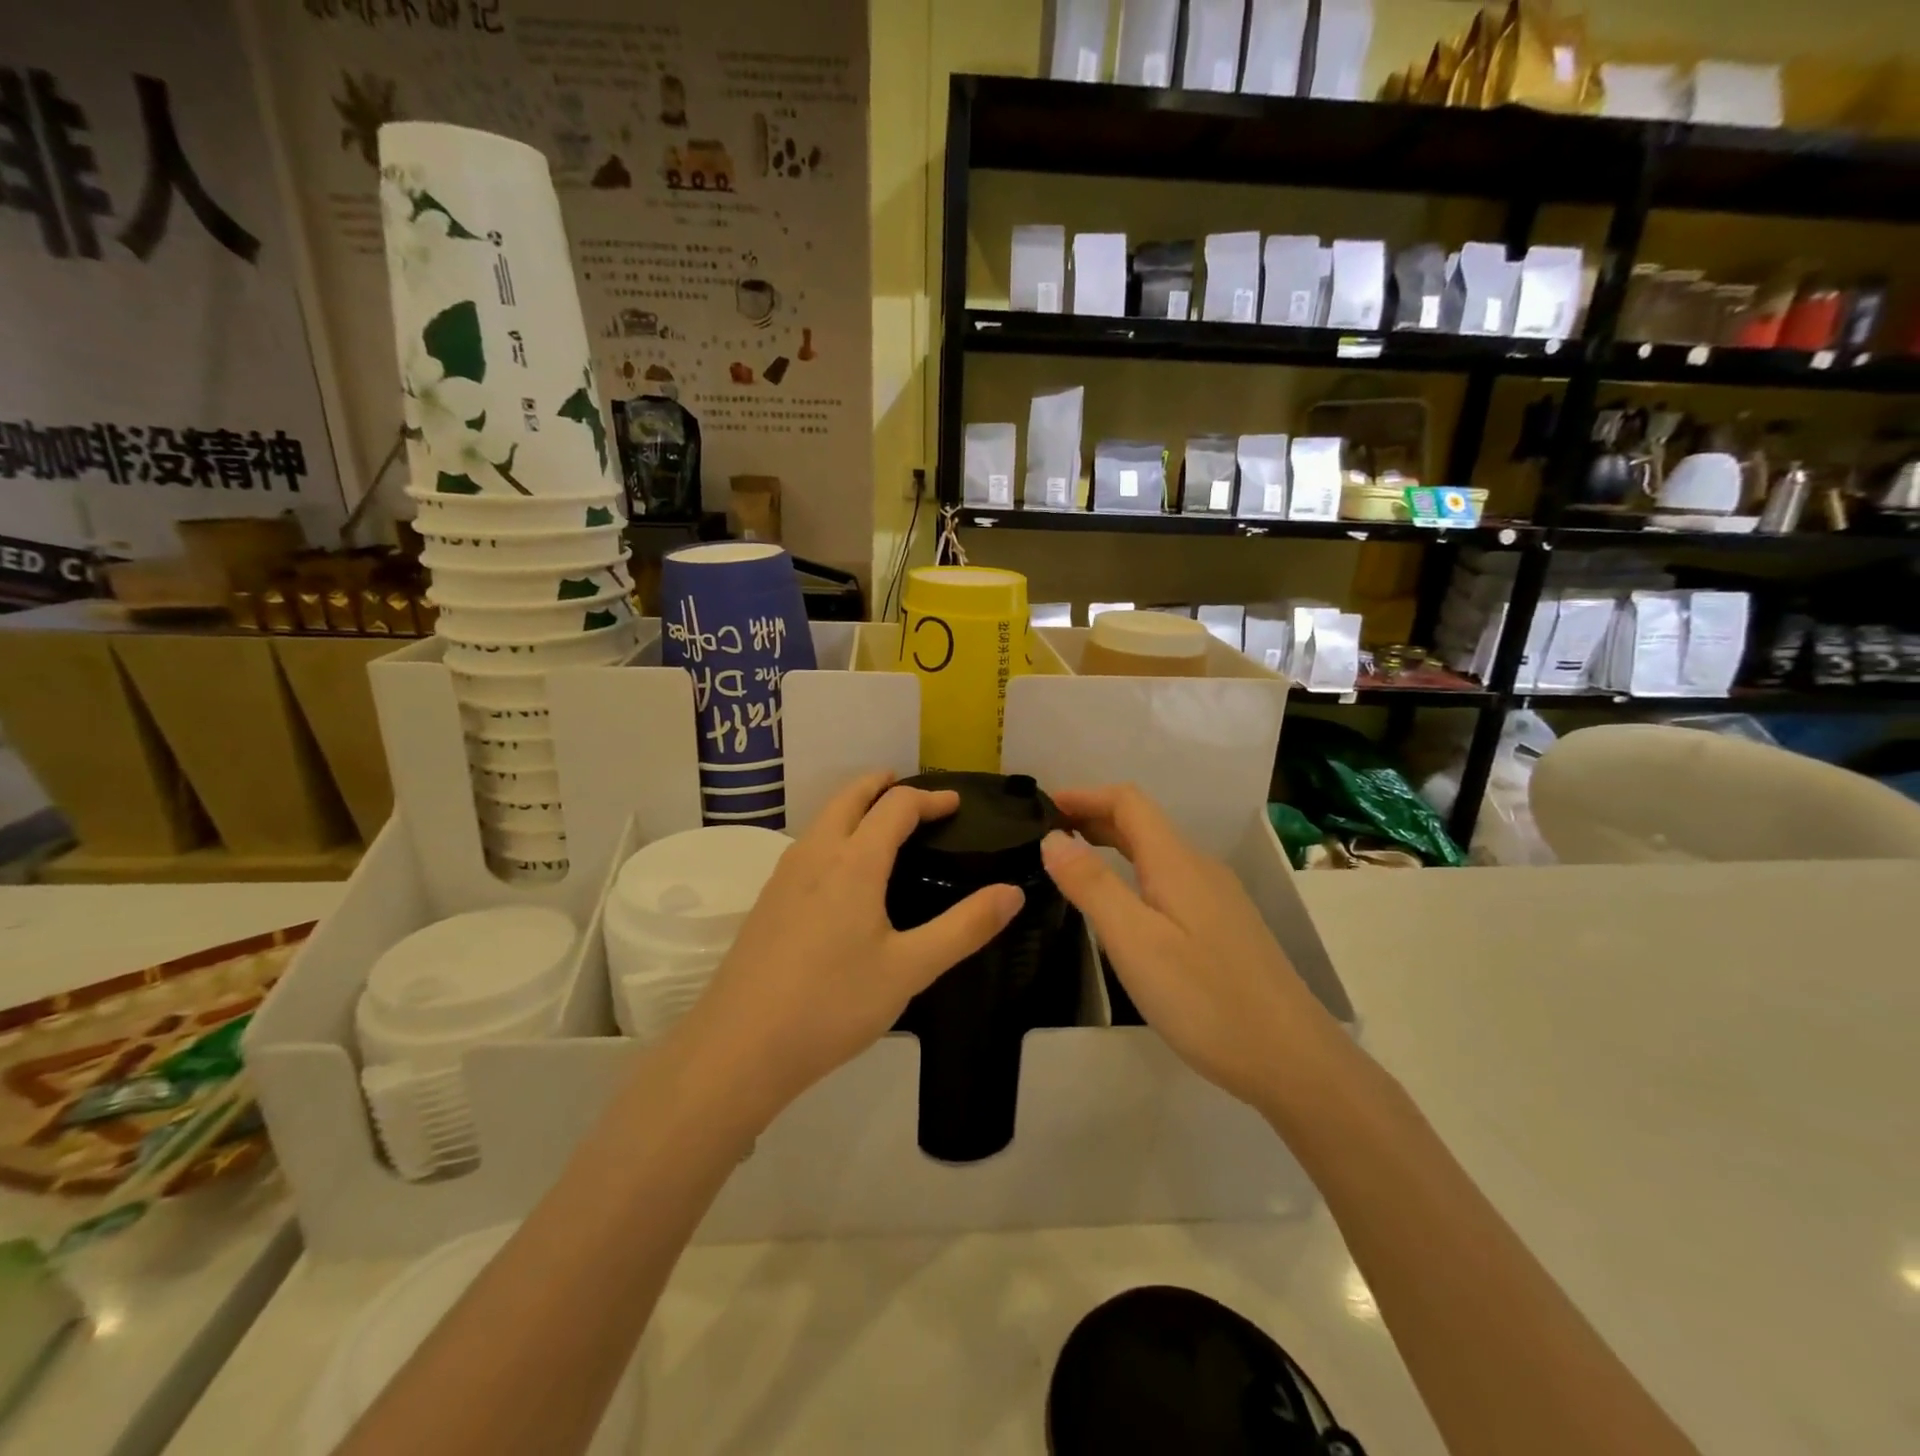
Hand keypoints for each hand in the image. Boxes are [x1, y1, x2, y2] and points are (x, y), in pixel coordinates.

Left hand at [677, 772, 1023, 1121]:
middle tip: (910, 790)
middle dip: (881, 785)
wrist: (739, 1048)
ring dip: (854, 807)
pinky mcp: (766, 902)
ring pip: (822, 820)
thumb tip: (1012, 892)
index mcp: (853, 862)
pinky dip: (834, 833)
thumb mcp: (910, 969)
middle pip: (849, 797)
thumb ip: (964, 927)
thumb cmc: (832, 1004)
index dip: (929, 798)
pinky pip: (807, 846)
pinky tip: (843, 873)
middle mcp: (815, 855)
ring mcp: (784, 877)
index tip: (955, 804)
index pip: (895, 807)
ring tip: (881, 823)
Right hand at [1040, 785, 1339, 1110]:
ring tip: (1072, 862)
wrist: (1292, 1059)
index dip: (1085, 795)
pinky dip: (1132, 872)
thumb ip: (1092, 885)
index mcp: (1176, 862)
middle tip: (1047, 834)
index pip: (1128, 802)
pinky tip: (1122, 904)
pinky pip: (1168, 880)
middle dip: (1093, 817)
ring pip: (1156, 853)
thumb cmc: (1205, 998)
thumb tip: (1053, 837)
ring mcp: (1216, 898)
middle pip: (1142, 823)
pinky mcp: (1222, 926)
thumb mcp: (1134, 941)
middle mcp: (1199, 868)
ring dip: (1112, 845)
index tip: (1043, 805)